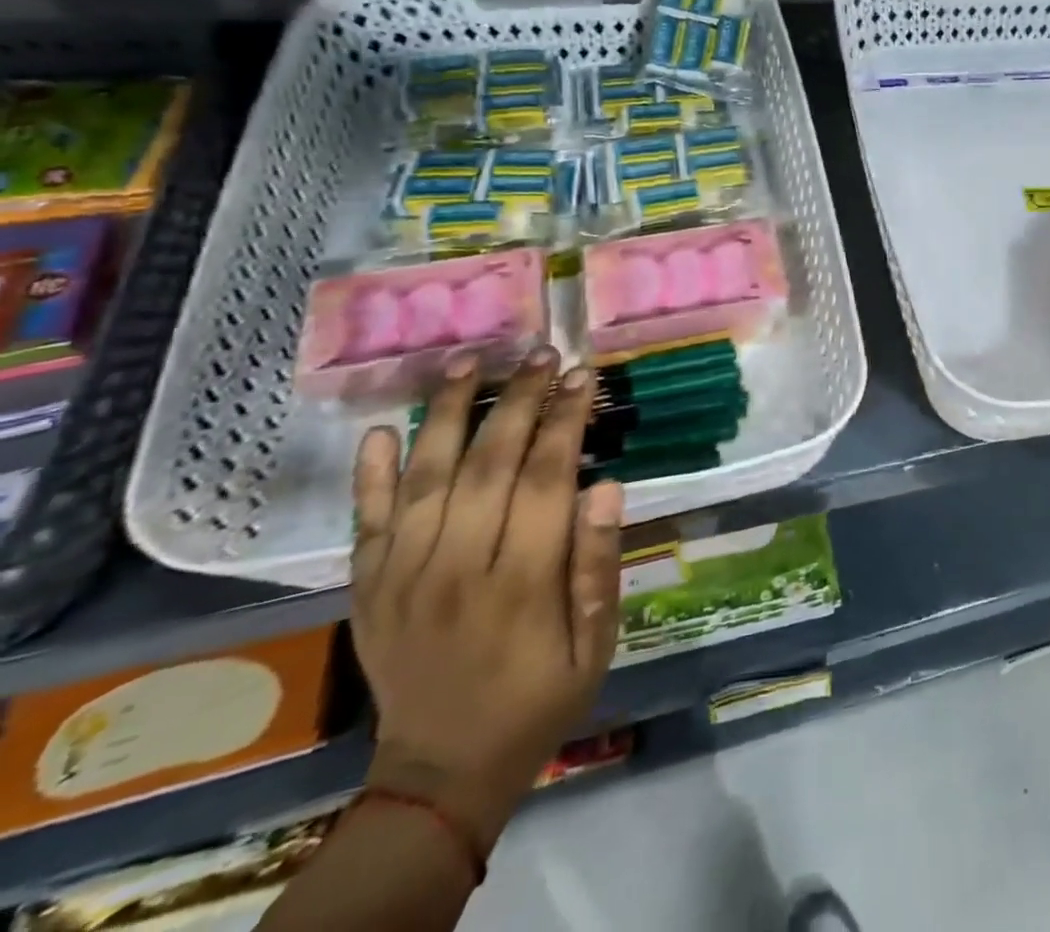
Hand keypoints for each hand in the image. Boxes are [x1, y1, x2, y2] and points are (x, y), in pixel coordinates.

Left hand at [349, 349, 624, 850]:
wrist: (441, 772)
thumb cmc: (540, 697)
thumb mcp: (596, 642)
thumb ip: (598, 564)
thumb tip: (606, 486)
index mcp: (521, 580)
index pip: (547, 477)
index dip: (567, 420)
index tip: (583, 375)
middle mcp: (457, 566)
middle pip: (489, 463)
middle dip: (519, 400)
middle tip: (541, 352)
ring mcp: (404, 575)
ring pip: (425, 478)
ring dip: (447, 414)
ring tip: (470, 361)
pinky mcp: (369, 588)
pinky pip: (367, 522)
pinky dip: (371, 475)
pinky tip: (382, 429)